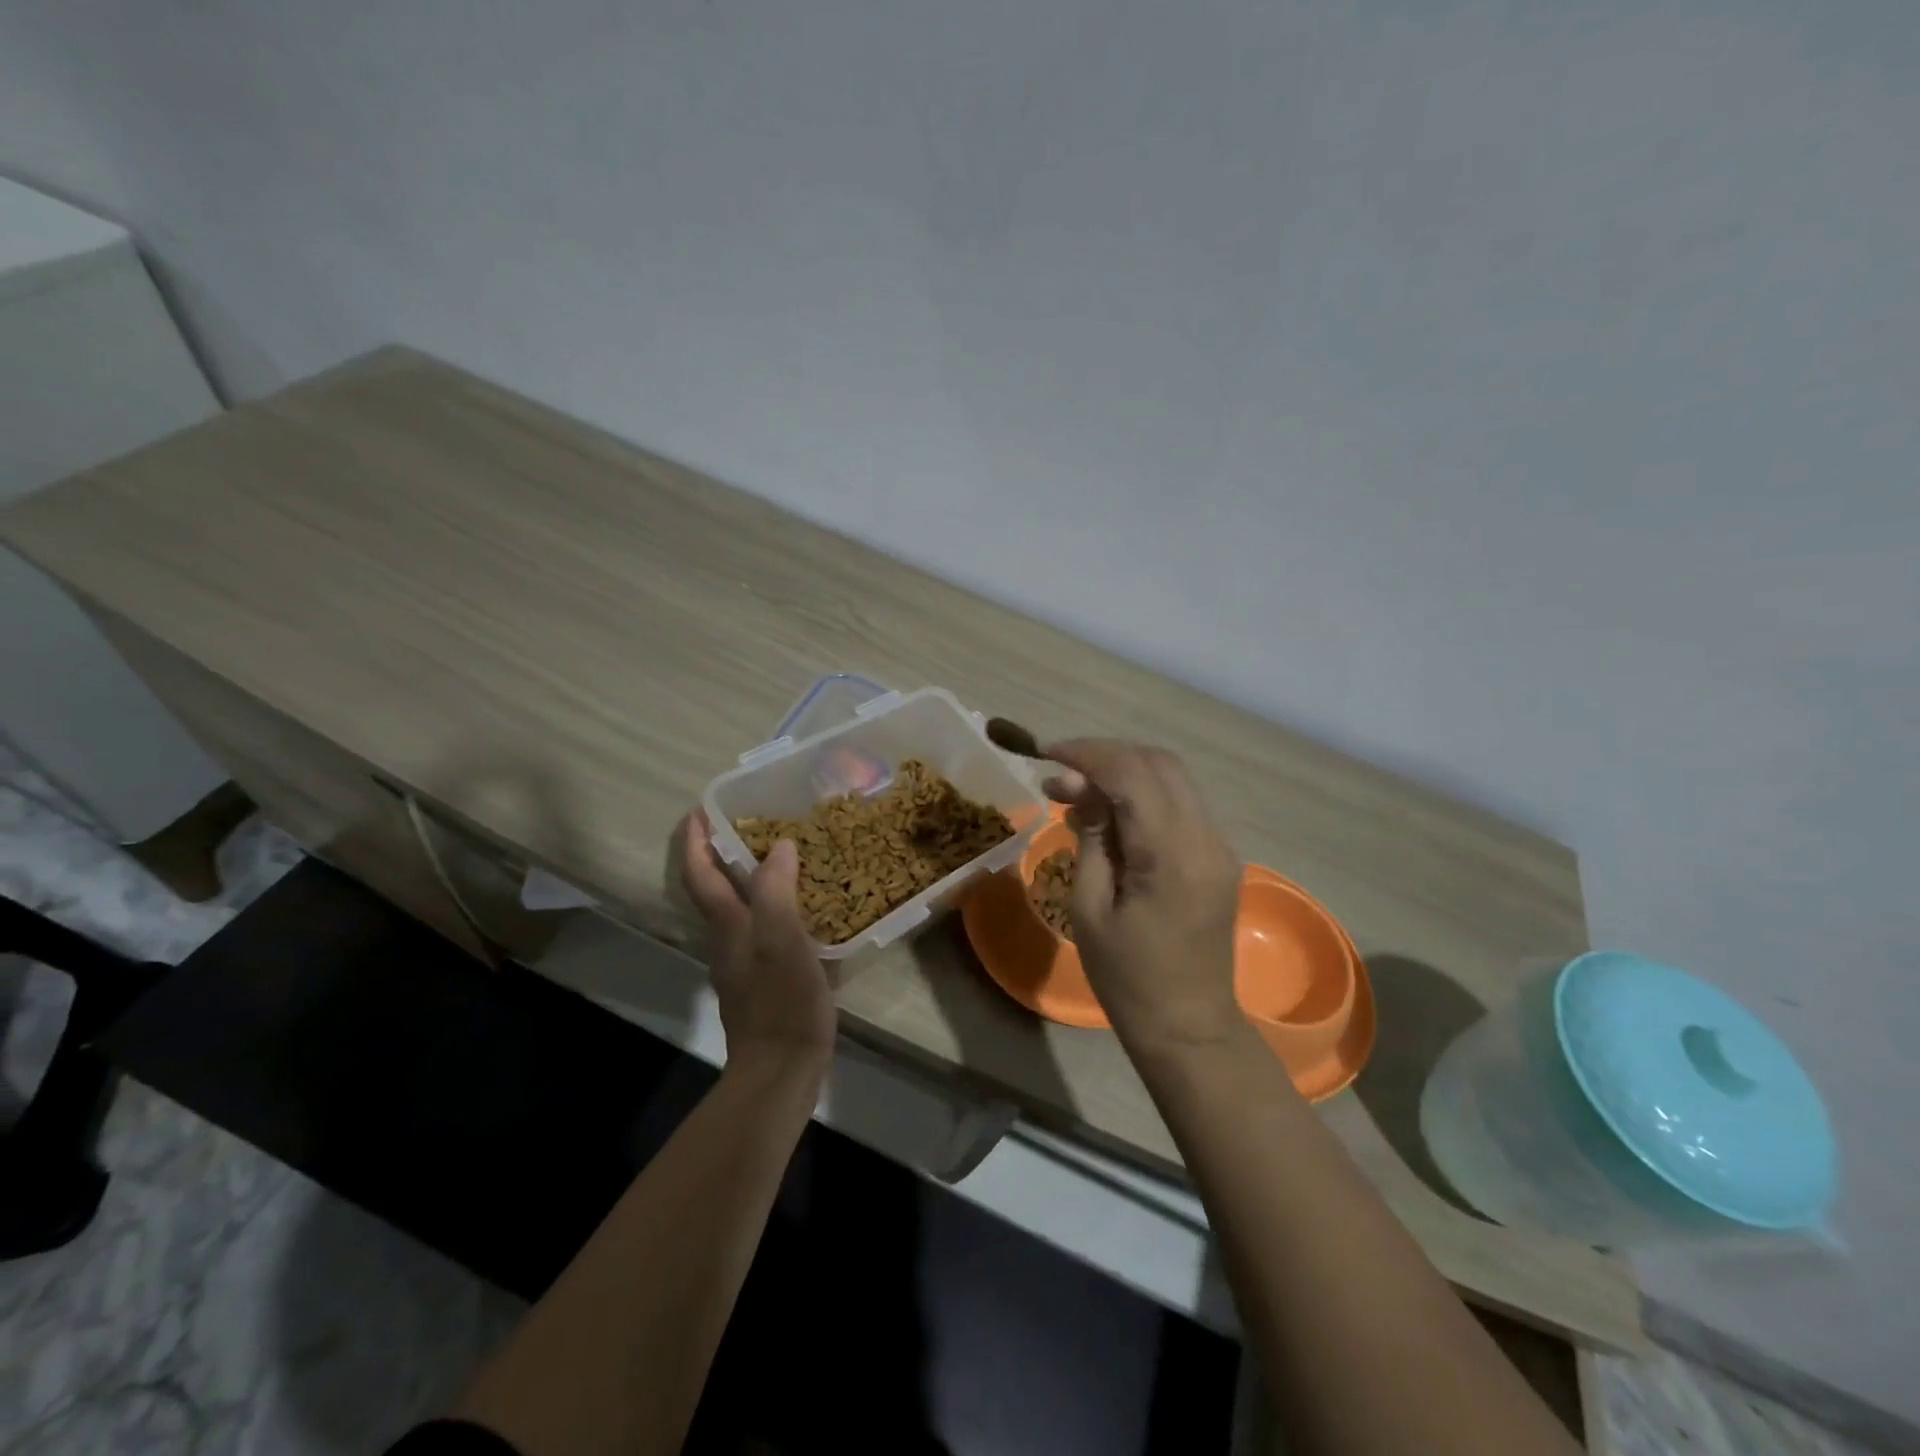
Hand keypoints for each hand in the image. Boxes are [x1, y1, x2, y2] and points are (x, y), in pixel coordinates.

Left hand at [679, 810, 836, 1078]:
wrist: (781, 1072)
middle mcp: (728, 942)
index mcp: (729, 927)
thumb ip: (776, 892)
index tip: (697, 811)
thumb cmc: (782, 1003)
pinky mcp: (762, 982)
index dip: (696, 842)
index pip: (702, 876)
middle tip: (745, 826)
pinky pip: (759, 930)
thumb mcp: (783, 941)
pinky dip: (768, 907)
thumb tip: (779, 847)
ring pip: (736, 911)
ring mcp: (743, 965)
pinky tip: (797, 910)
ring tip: (776, 858)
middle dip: (717, 856)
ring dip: (743, 880)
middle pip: (713, 891)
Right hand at [1043, 740, 1243, 1054]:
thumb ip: (1090, 839)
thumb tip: (1079, 790)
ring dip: (1125, 772)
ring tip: (1077, 793)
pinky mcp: (1219, 857)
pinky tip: (1110, 815)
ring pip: (1174, 778)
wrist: (1189, 1027)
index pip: (1132, 774)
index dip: (1087, 754)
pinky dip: (1144, 795)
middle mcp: (1206, 838)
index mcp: (1171, 855)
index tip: (1047, 754)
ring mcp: (1220, 846)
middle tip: (1060, 775)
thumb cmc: (1127, 979)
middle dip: (1106, 756)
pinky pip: (1181, 805)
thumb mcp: (1089, 910)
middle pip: (1159, 763)